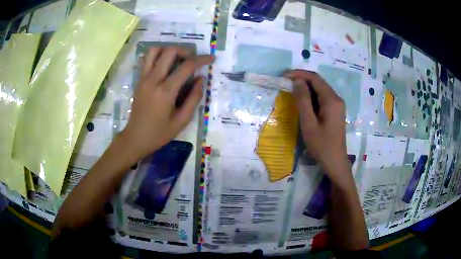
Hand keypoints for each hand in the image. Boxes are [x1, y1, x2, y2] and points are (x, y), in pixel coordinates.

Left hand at [119, 46, 213, 159]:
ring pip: (155, 50)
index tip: (211, 58)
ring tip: (177, 59)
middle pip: (170, 51)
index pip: (186, 66)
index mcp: (166, 91)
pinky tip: (165, 65)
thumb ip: (194, 98)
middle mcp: (153, 79)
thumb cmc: (159, 133)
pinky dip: (157, 55)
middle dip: (185, 51)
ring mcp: (143, 78)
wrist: (135, 138)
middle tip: (193, 60)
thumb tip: (201, 79)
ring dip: (169, 50)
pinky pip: (147, 59)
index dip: (201, 59)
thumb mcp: (182, 120)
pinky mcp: (139, 80)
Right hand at [285, 70, 348, 177]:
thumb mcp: (309, 124)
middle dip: (301, 80)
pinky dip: (310, 97)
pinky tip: (302, 102)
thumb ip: (303, 101)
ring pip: (319, 90)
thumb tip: (297, 81)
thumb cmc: (321, 145)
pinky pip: (322, 98)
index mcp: (332, 100)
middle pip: (318, 82)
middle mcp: (336, 99)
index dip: (299, 74)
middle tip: (284, 84)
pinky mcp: (334, 111)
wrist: (335, 162)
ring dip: (305, 88)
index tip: (283, 77)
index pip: (315, 78)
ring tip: (290, 92)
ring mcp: (337, 105)